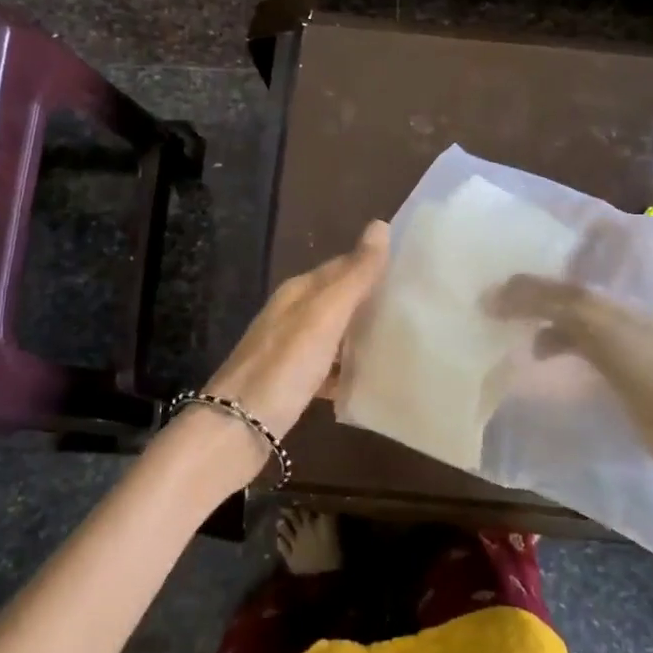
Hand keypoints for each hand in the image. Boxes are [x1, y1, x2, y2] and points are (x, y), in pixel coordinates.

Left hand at [172, 221, 390, 489]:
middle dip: (371, 300)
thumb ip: (354, 275)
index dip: (373, 264)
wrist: (237, 428)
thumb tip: (380, 225)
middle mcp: (292, 314)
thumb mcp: (325, 315)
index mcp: (299, 291)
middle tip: (415, 305)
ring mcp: (289, 350)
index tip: (412, 268)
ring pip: (334, 333)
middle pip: (338, 299)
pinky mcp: (292, 383)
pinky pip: (328, 367)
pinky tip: (370, 380)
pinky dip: (348, 369)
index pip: (342, 265)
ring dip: (362, 334)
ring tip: (403, 339)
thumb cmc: (285, 365)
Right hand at [486, 275, 652, 493]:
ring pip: (574, 329)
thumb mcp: (607, 332)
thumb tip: (497, 294)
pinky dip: (558, 358)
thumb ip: (558, 305)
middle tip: (491, 308)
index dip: (534, 275)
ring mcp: (628, 353)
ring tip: (509, 341)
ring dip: (542, 329)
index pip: (568, 274)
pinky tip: (541, 373)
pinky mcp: (628, 388)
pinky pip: (583, 361)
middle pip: (569, 298)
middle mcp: (623, 318)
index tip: (493, 283)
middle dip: (533, 299)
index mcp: (622, 299)